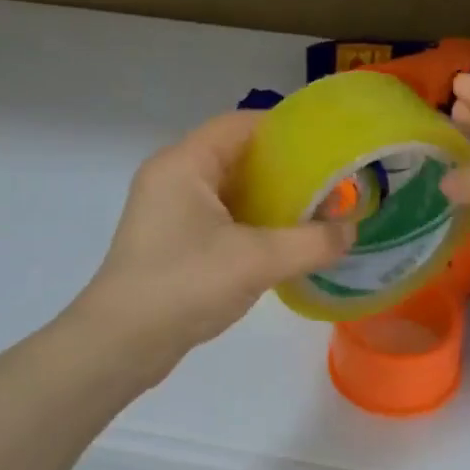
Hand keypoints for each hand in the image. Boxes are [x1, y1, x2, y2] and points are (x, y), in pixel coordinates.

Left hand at [71, 111, 353, 384]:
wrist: (119, 345)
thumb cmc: (184, 286)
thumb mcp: (257, 261)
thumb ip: (311, 242)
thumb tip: (350, 230)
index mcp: (185, 163)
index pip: (241, 124)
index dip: (287, 129)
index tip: (328, 145)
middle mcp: (173, 176)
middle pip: (237, 154)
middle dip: (284, 167)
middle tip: (329, 181)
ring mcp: (169, 209)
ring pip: (230, 188)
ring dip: (270, 197)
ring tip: (315, 210)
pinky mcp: (171, 239)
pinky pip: (220, 215)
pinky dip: (253, 221)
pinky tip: (284, 240)